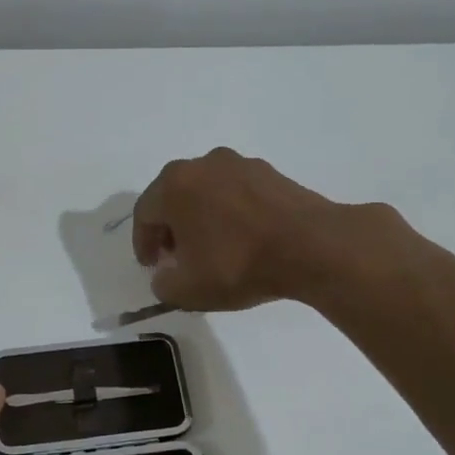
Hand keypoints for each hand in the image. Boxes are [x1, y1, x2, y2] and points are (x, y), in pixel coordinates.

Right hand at [133, 147, 397, 310]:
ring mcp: (239, 164)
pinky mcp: (270, 172)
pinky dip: (230, 212)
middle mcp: (203, 164)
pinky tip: (241, 238)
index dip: (143, 244)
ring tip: (210, 247)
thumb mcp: (189, 290)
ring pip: (206, 191)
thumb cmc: (239, 265)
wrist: (312, 247)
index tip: (151, 266)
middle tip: (176, 256)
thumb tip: (165, 276)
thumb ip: (164, 285)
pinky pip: (236, 192)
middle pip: (173, 196)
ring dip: (200, 217)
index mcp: (175, 185)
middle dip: (170, 227)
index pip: (144, 214)